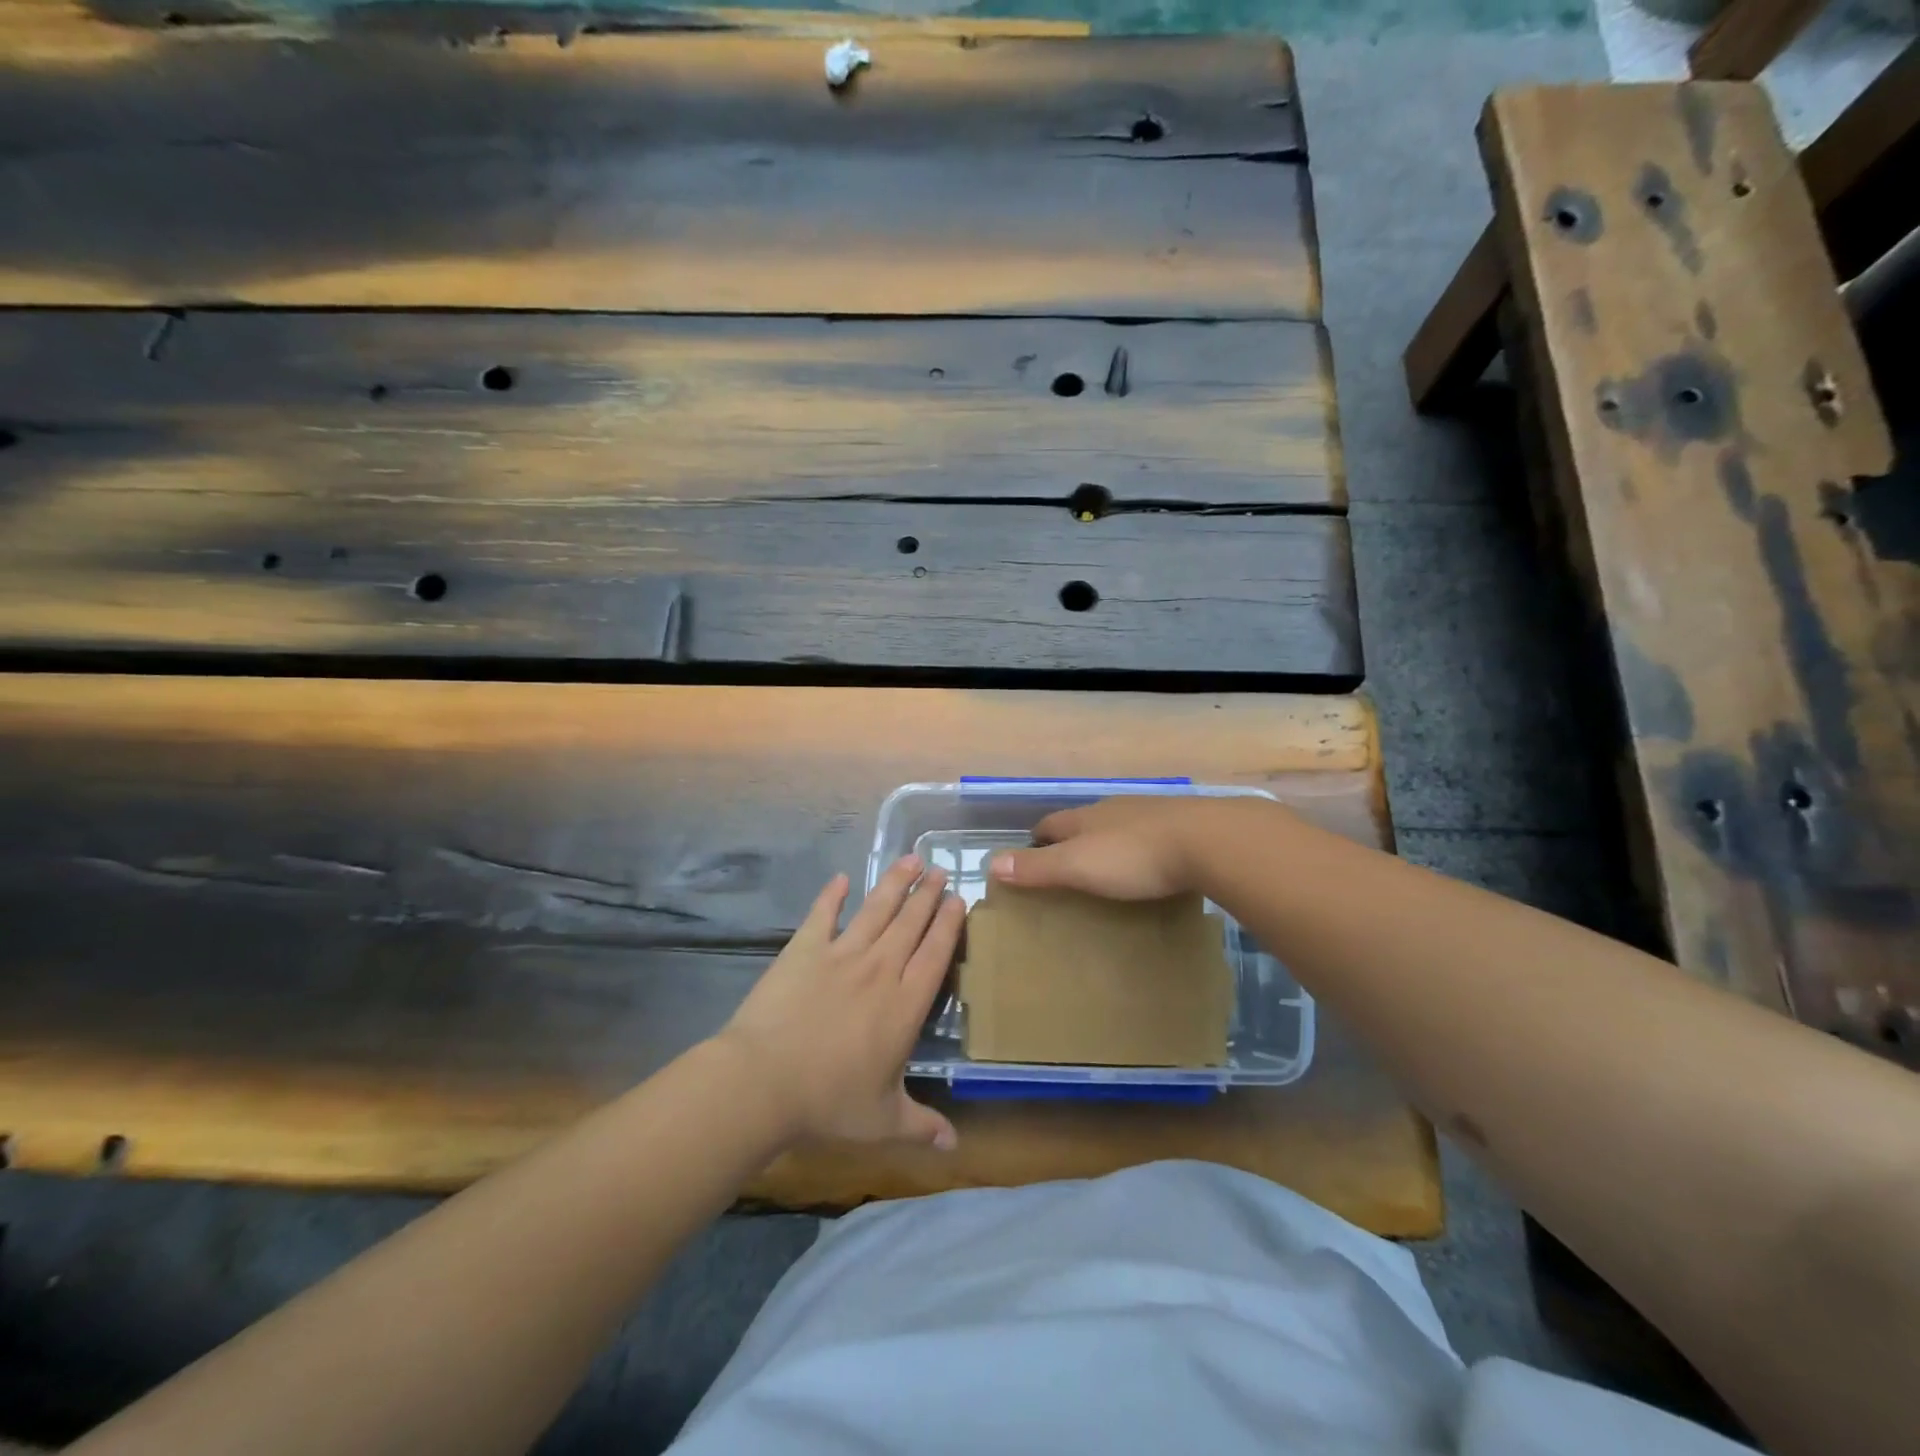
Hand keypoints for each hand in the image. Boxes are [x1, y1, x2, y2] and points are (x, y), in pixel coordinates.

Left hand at [717, 856, 963, 1150]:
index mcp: (904, 1004)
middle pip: (911, 922)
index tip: (959, 900)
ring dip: (895, 883)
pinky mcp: (804, 949)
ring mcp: (841, 954)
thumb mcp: (883, 1121)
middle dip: (929, 894)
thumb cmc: (828, 1102)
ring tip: (911, 859)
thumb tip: (955, 1148)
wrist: (763, 1080)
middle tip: (942, 869)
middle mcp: (880, 969)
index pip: (935, 953)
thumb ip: (921, 1126)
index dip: (949, 924)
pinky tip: (840, 879)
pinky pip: (822, 915)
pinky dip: (831, 895)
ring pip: (876, 909)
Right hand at [989, 795, 1267, 899]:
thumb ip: (1038, 867)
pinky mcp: (1183, 824)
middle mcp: (1114, 809)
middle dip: (1071, 839)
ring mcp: (1151, 813)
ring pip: (1119, 825)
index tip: (1029, 855)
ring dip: (1108, 841)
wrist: (1209, 840)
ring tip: (1108, 866)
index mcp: (1086, 818)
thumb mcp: (1079, 866)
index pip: (1050, 824)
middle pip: (1083, 822)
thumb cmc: (1135, 857)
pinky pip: (1152, 833)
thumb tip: (990, 864)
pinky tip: (1151, 862)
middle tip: (1067, 865)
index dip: (1036, 840)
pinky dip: (1142, 846)